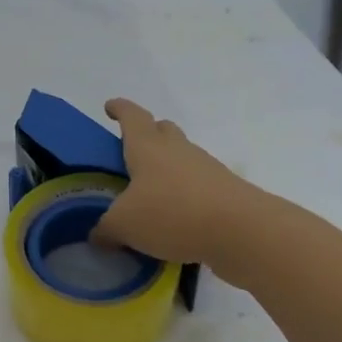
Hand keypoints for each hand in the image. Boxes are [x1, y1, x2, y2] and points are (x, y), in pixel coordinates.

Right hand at [93, 98, 263, 279]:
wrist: (242, 231)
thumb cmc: (173, 213)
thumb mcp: (125, 225)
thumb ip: (107, 228)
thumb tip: (99, 235)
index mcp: (148, 147)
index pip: (132, 116)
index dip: (119, 109)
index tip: (110, 107)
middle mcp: (177, 150)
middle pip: (163, 130)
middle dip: (148, 134)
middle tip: (132, 152)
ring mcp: (206, 169)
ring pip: (182, 158)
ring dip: (168, 168)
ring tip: (150, 193)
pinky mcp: (225, 193)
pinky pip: (198, 186)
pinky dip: (185, 195)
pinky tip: (175, 219)